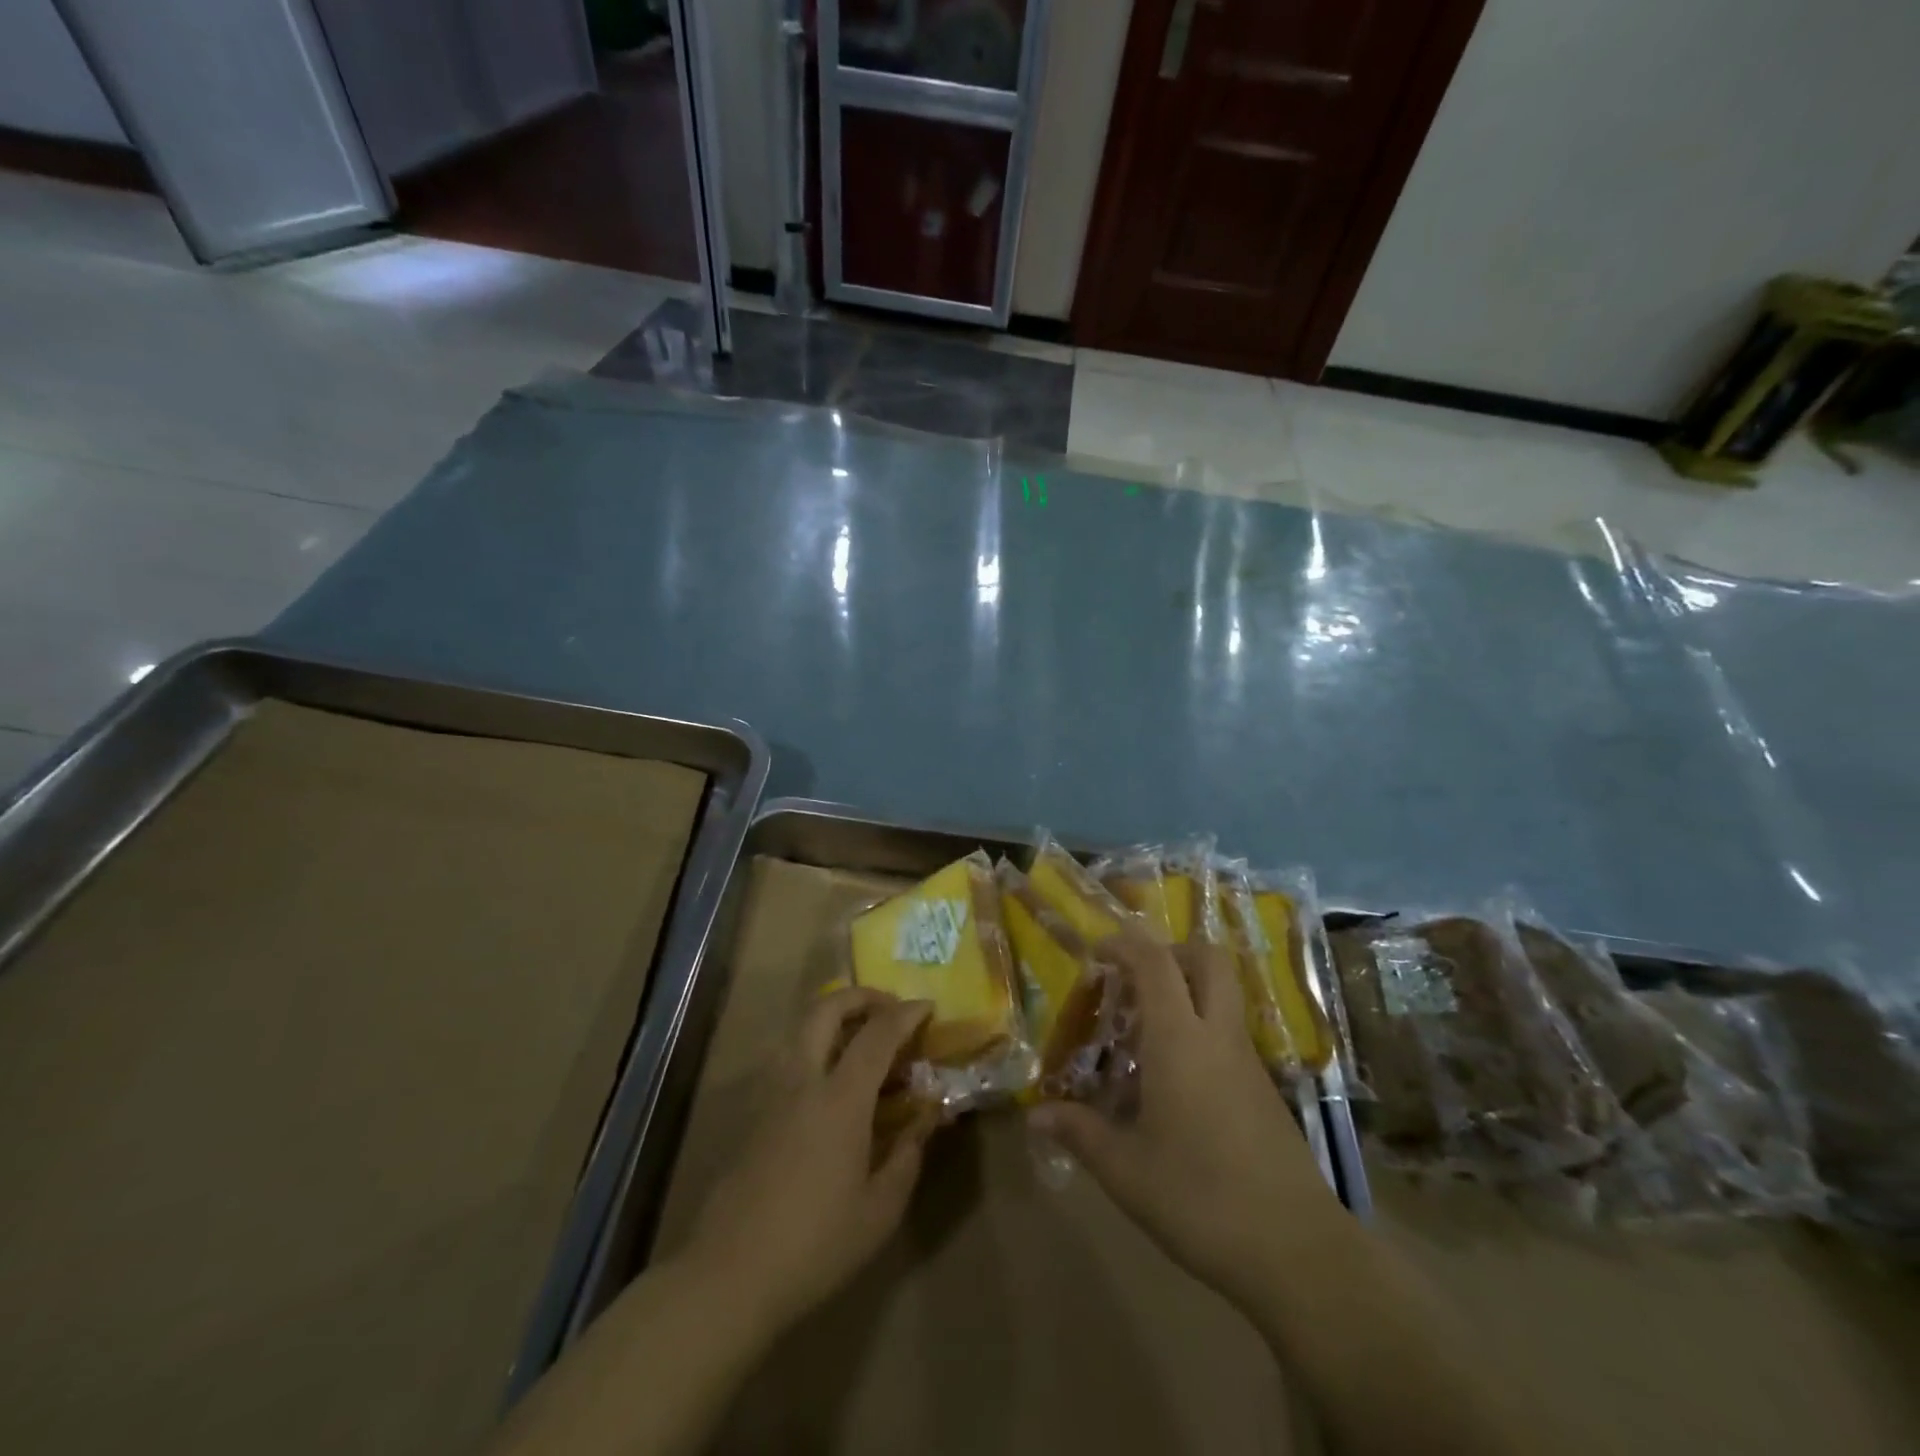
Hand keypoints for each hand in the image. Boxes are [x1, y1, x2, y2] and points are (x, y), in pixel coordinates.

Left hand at [684, 988, 936, 1334]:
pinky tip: (830, 1082)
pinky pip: (788, 1057)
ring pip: (800, 1028)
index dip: (905, 1013)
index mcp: (839, 1098)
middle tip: (888, 1008)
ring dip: (833, 1017)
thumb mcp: (880, 1210)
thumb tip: (928, 1117)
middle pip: (826, 1009)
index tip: (928, 1006)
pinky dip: (815, 1046)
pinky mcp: (754, 1113)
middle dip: (861, 996)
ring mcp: (771, 1093)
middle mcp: (803, 1080)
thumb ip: (908, 1154)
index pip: (877, 1034)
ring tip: (861, 1039)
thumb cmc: (815, 1244)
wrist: (730, 1275)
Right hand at [1032, 931, 1346, 1309]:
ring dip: (1185, 992)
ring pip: (1222, 995)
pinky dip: (1199, 1030)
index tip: (1096, 954)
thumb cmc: (1200, 1199)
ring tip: (1143, 1035)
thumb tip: (1036, 1116)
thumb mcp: (1125, 1171)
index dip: (1124, 945)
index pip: (1155, 962)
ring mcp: (1248, 1061)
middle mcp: (1218, 1036)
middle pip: (1206, 959)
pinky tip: (1173, 1083)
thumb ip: (1080, 1133)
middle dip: (1169, 952)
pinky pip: (1228, 1034)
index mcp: (1180, 1040)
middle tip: (1134, 979)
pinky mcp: (1264, 1089)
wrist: (1297, 1251)